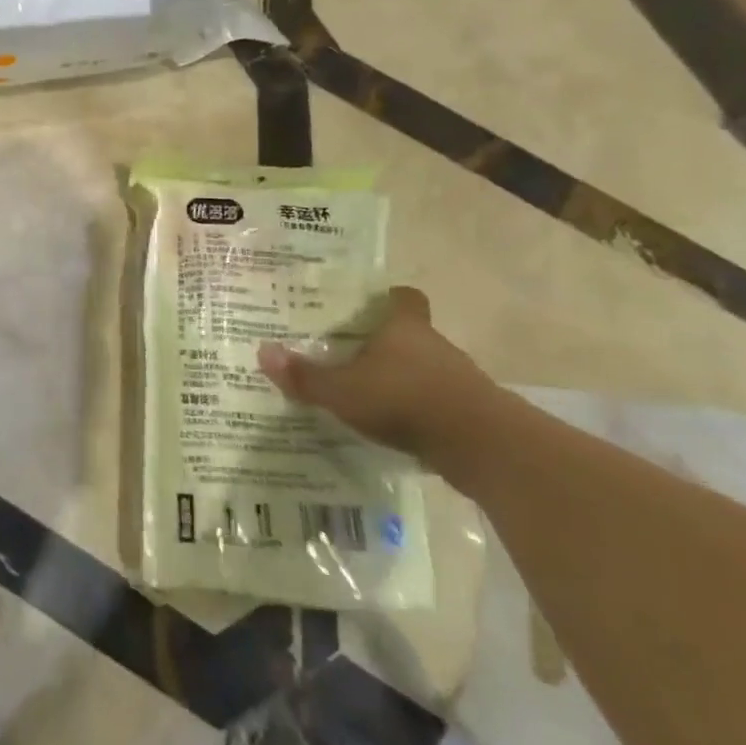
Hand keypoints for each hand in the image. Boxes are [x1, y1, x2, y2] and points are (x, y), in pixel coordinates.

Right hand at [256, 287, 498, 465]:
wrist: (482, 447)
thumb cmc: (405, 400)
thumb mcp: (342, 391)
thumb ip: (305, 376)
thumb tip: (263, 351)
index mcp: (403, 327)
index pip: (403, 297)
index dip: (387, 298)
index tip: (367, 305)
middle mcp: (433, 345)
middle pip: (409, 333)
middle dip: (383, 343)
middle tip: (348, 353)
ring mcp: (456, 378)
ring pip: (423, 368)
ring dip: (401, 378)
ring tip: (366, 393)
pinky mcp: (468, 411)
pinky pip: (436, 401)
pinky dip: (417, 409)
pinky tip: (393, 425)